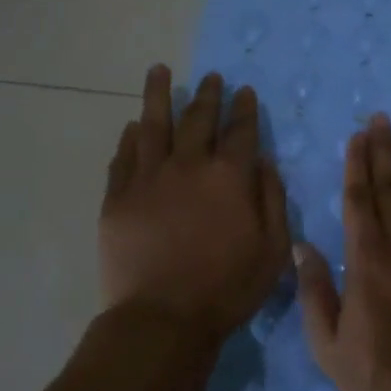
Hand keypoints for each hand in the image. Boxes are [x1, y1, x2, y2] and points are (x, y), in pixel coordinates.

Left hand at [100, 65, 290, 341]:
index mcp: (229, 177)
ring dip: (158, 95)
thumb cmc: (227, 288)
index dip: (244, 109)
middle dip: (208, 95)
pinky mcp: (117, 198)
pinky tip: (133, 126)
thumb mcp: (272, 250)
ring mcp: (148, 179)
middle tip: (212, 77)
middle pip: (198, 119)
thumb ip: (272, 200)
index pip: (240, 130)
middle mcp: (188, 166)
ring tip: (159, 71)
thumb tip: (264, 162)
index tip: (245, 91)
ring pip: (153, 125)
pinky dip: (130, 138)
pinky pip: (124, 158)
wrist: (162, 319)